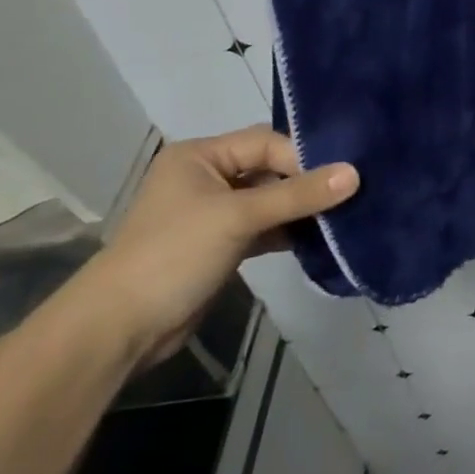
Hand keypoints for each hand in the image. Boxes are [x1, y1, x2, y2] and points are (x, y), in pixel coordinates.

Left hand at [76, 126, 357, 367]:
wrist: (117, 330)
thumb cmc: (173, 255)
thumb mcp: (239, 217)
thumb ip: (298, 195)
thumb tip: (356, 173)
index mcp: (200, 156)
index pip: (266, 143)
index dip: (303, 157)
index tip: (343, 175)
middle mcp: (206, 177)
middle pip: (270, 168)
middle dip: (307, 181)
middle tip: (351, 190)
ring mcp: (213, 212)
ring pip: (270, 199)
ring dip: (301, 208)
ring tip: (343, 213)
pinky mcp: (221, 245)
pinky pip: (265, 227)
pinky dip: (289, 231)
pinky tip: (320, 238)